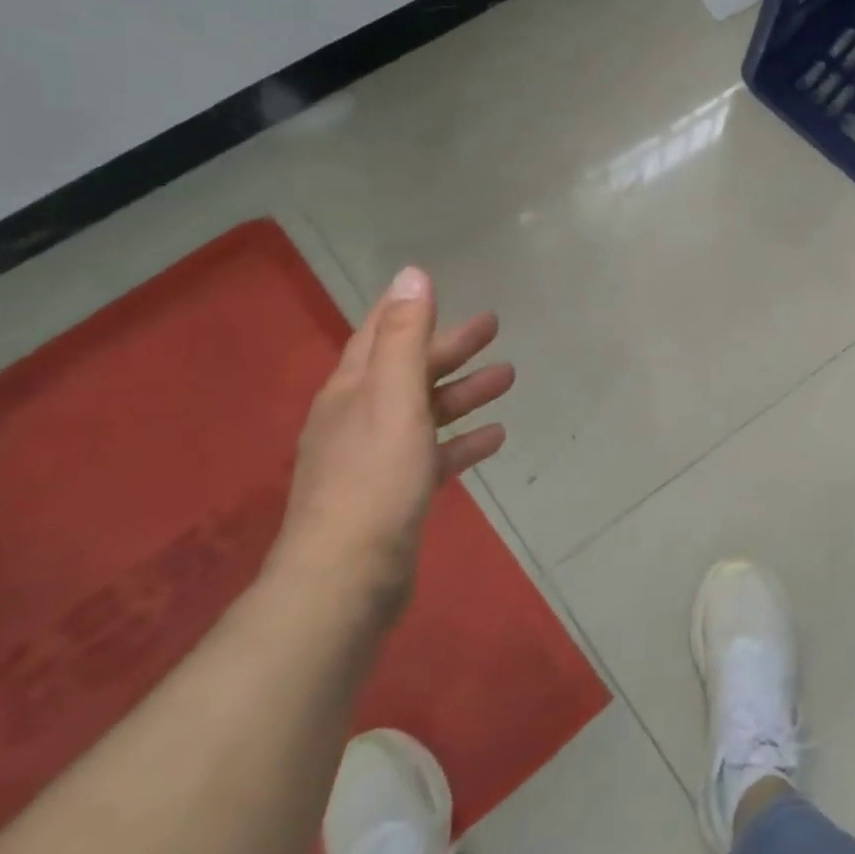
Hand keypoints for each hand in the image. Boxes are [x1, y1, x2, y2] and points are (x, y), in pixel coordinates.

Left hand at [270, 267, 513, 615]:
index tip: (435, 285)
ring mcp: (376, 458)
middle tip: (494, 326)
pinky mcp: (395, 493)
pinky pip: (435, 453)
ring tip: (508, 377)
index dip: (407, 308)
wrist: (346, 579)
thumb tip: (413, 274)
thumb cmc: (374, 478)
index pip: (379, 333)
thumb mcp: (394, 398)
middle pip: (410, 369)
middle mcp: (359, 417)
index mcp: (352, 390)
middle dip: (450, 347)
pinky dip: (463, 440)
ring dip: (464, 391)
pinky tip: (495, 436)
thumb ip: (406, 337)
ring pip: (426, 411)